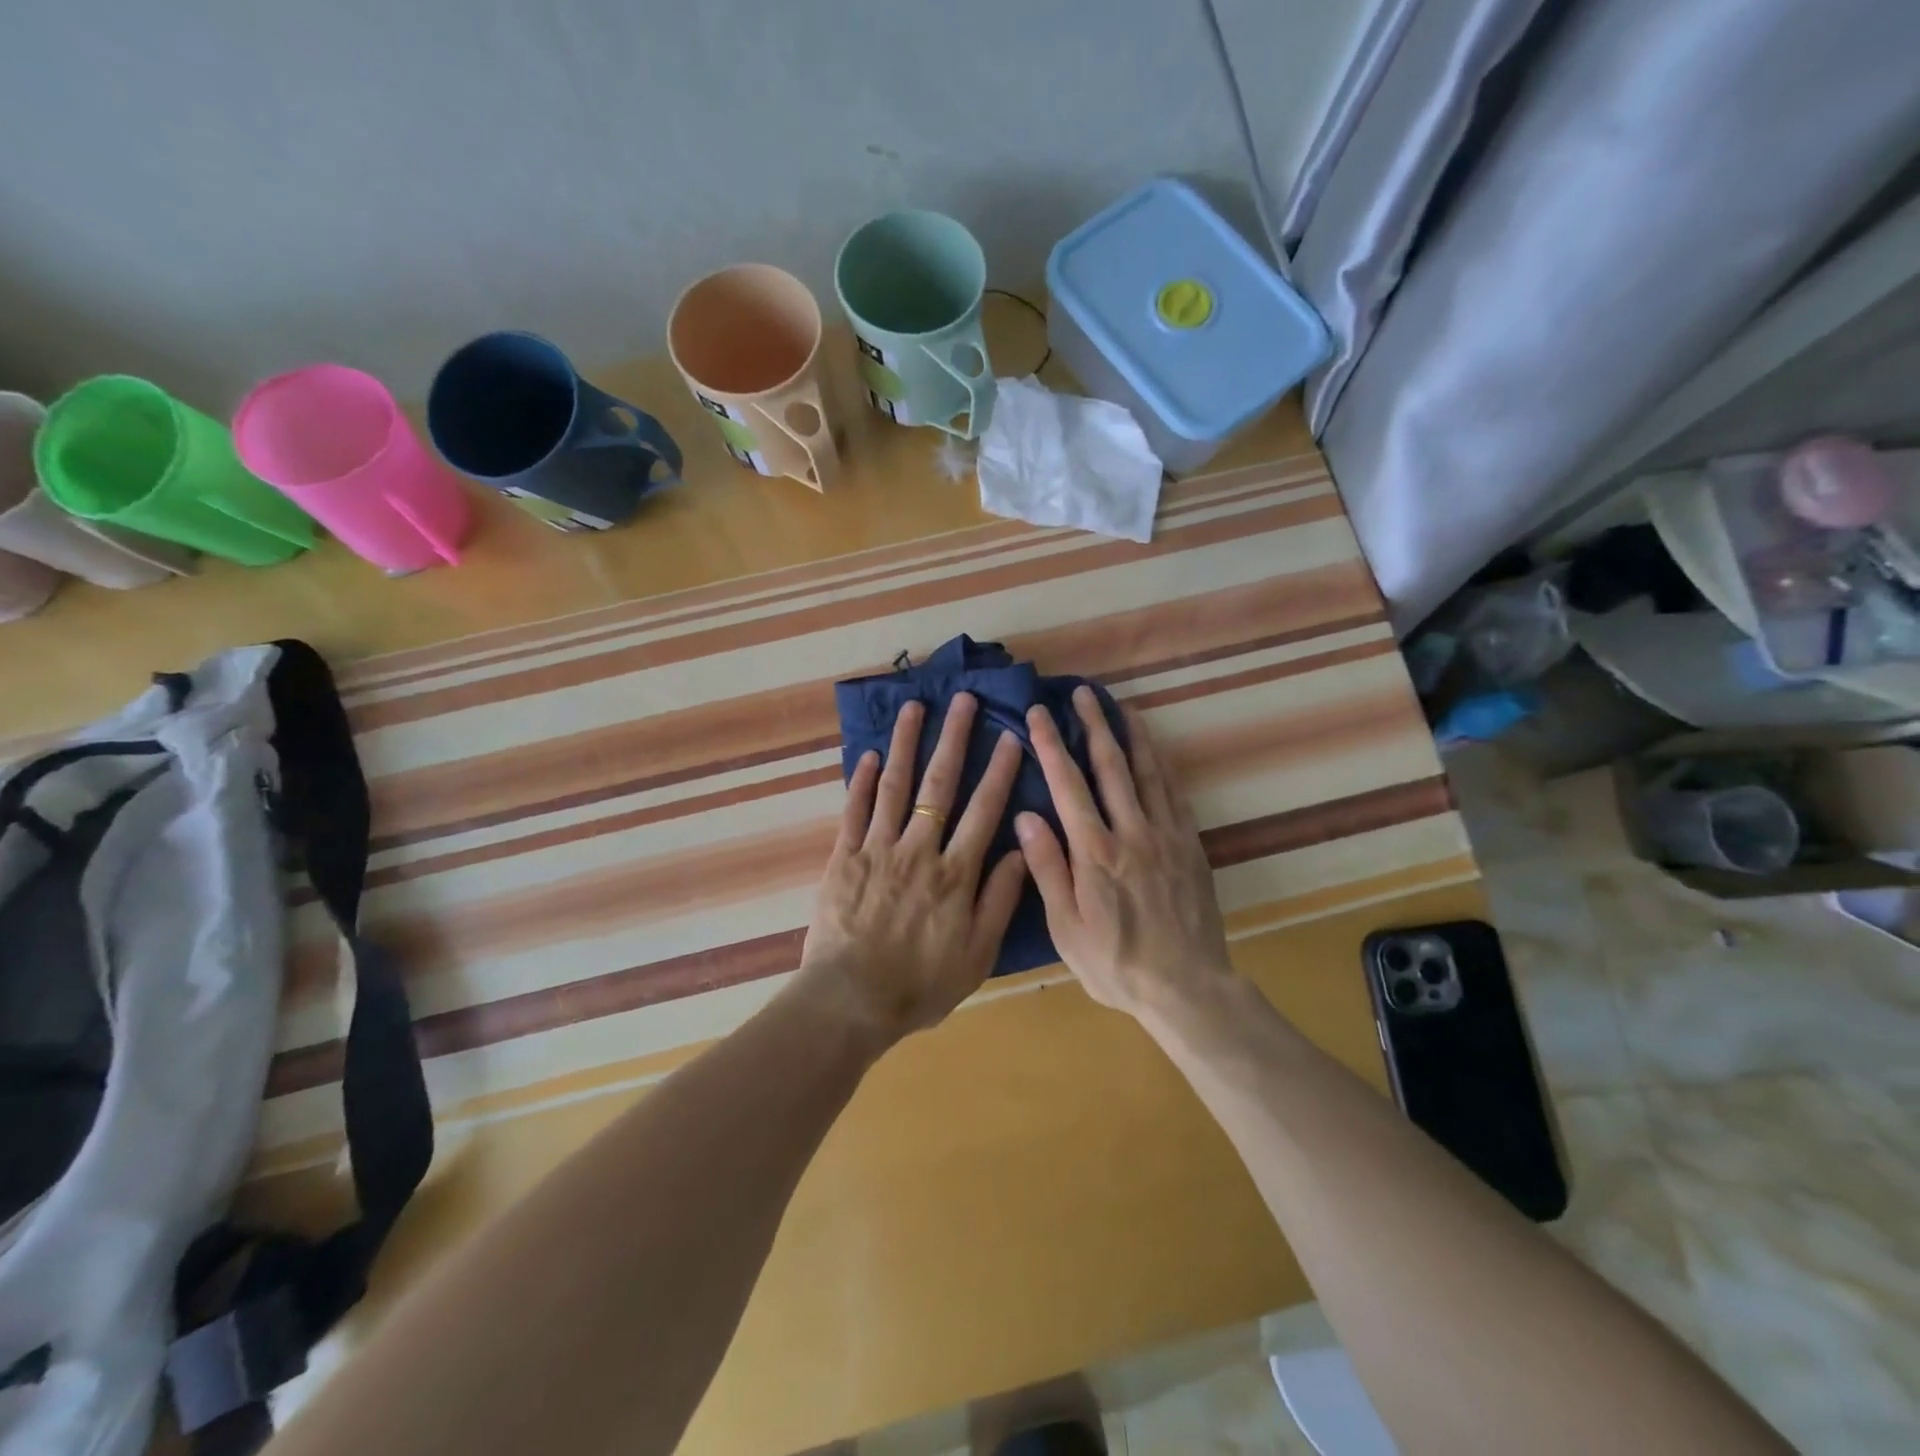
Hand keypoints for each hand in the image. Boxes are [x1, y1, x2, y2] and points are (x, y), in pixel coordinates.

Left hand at [797, 692, 1027, 1051]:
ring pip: (894, 785)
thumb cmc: (920, 984)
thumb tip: (1020, 851)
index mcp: (955, 873)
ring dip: (905, 743)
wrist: (851, 1000)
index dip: (1000, 772)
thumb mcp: (977, 954)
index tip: (1011, 737)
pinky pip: (853, 811)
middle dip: (954, 738)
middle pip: (939, 784)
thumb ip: (999, 900)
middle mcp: (918, 849)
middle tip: (963, 700)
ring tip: (914, 707)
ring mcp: (877, 849)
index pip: (984, 811)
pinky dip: (860, 781)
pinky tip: (867, 755)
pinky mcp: (844, 857)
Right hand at [1014, 688, 1233, 1018]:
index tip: (1038, 713)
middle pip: (1110, 766)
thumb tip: (1026, 814)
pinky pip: (1174, 794)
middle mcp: (1131, 832)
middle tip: (1081, 692)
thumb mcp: (1066, 927)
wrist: (1187, 988)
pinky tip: (1155, 751)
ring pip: (1147, 771)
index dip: (1050, 744)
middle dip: (1092, 724)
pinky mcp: (1191, 845)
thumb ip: (1047, 868)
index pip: (1067, 784)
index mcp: (1094, 851)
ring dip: (1131, 734)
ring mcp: (1166, 835)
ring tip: (1120, 704)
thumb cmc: (1116, 964)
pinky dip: (1162, 765)